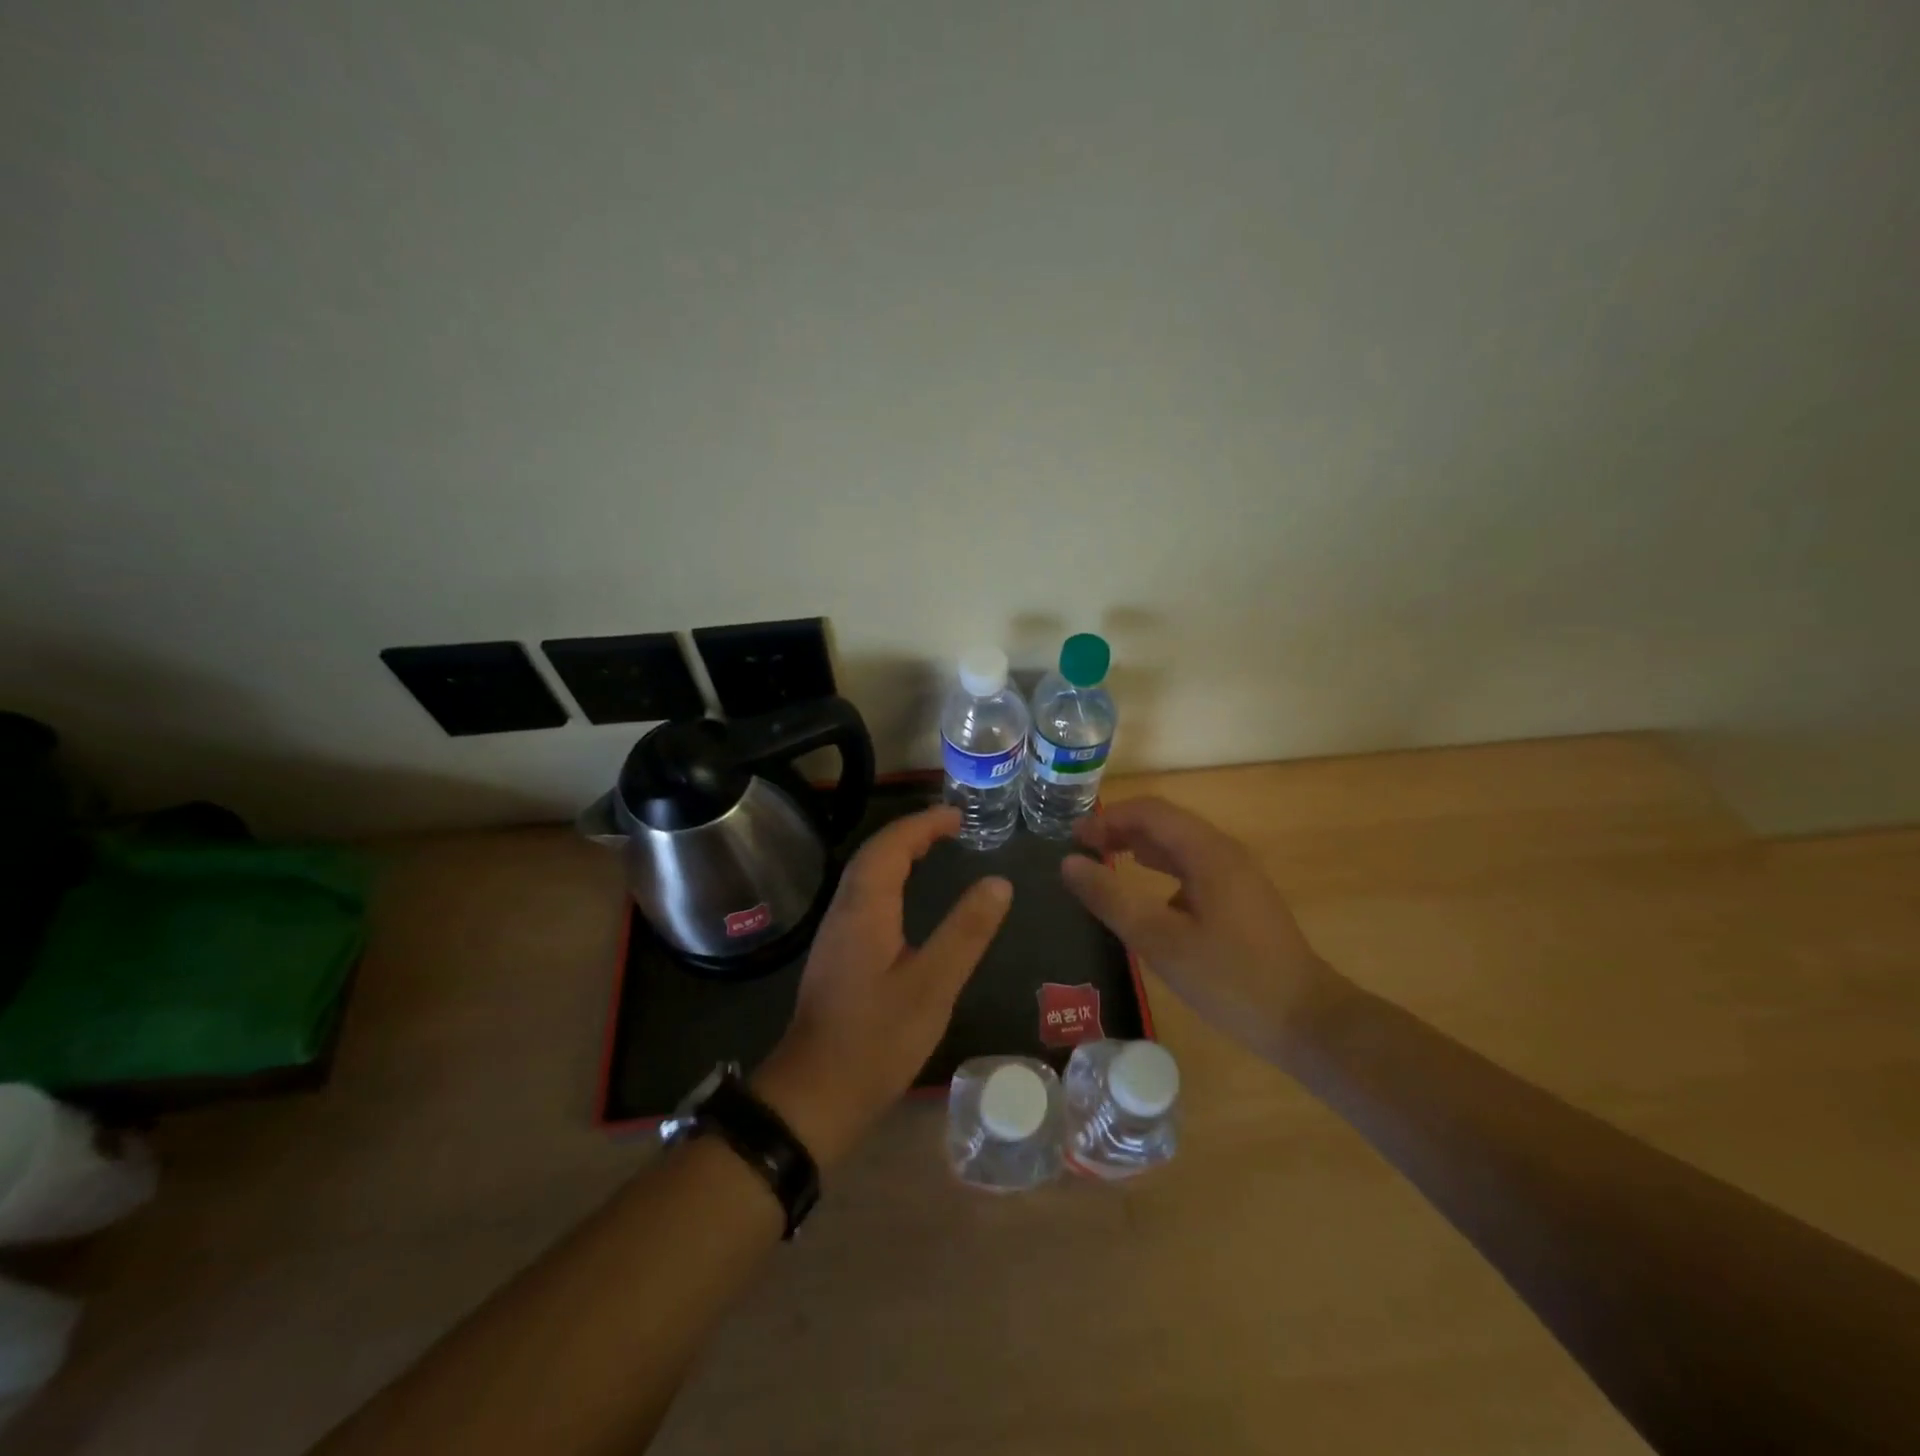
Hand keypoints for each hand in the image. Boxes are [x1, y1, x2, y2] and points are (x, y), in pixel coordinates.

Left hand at [757, 806, 1011, 1165]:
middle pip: (874, 855)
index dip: (922, 824)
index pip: (891, 846)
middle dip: (910, 833)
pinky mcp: (836, 956)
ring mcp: (835, 934)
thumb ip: (966, 932)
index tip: (957, 815)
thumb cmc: (877, 1039)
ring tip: (934, 850)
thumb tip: (998, 883)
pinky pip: (864, 898)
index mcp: (865, 908)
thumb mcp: (933, 985)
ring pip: (866, 876)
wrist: (815, 1095)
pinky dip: (890, 881)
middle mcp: (844, 911)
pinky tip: (906, 900)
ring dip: (897, 854)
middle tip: (950, 827)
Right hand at [1060, 797, 1342, 1059]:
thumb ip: (1110, 898)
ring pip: (1180, 846)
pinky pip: (1194, 869)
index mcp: (1208, 852)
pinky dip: (1162, 871)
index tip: (1072, 839)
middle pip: (1165, 823)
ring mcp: (1238, 876)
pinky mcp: (1242, 899)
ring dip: (1140, 848)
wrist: (1306, 1021)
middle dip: (1121, 830)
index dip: (1107, 819)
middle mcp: (1225, 853)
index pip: (1150, 812)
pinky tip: (1147, 898)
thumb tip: (1068, 863)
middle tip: (1082, 851)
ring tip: (1105, 862)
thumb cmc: (1229, 978)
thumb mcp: (1159, 940)